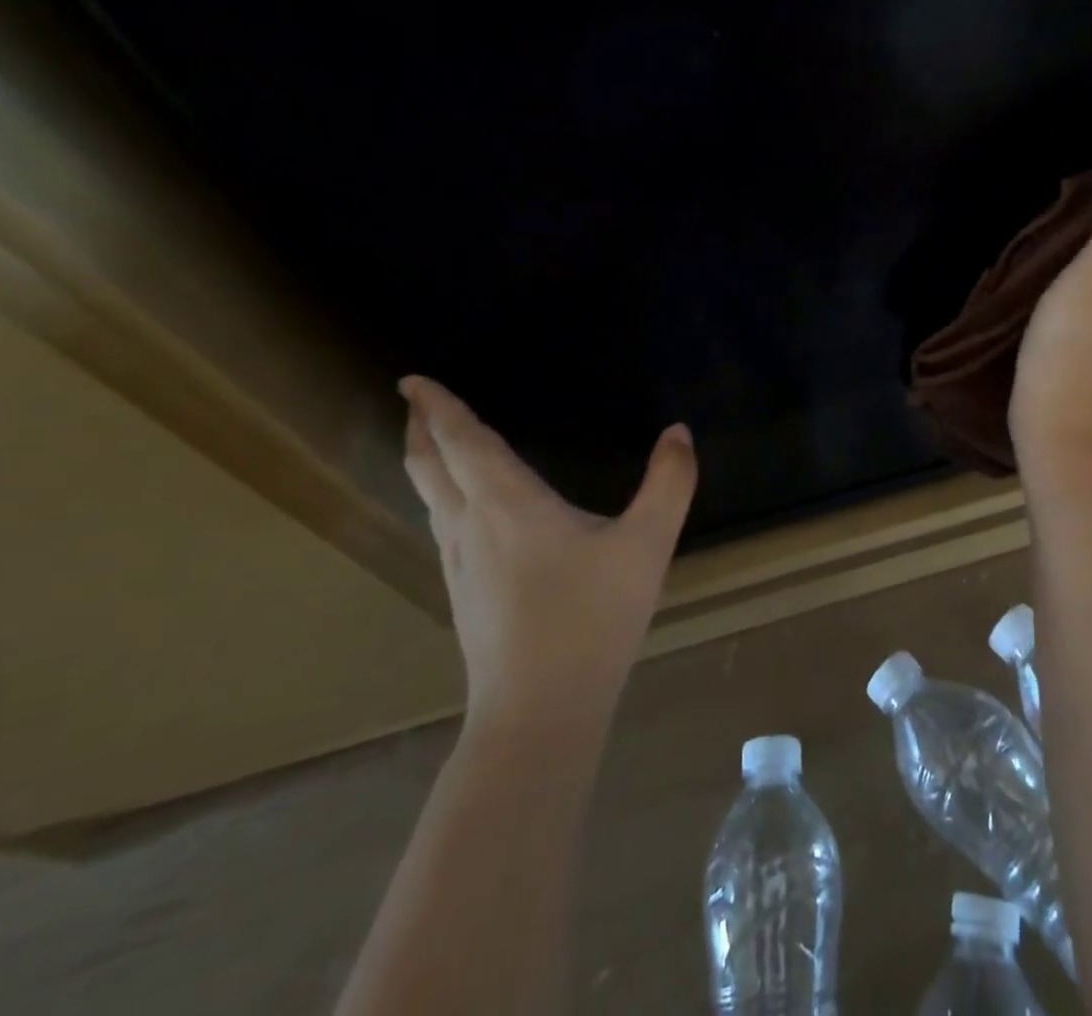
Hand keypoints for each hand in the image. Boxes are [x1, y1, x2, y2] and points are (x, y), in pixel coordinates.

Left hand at [399, 376, 696, 733]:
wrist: (538, 713)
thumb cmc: (592, 619)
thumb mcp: (647, 545)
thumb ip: (669, 484)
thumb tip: (679, 432)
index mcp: (508, 505)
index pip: (462, 442)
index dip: (438, 407)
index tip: (413, 379)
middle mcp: (471, 527)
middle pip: (429, 468)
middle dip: (420, 430)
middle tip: (414, 401)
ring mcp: (460, 565)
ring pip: (430, 500)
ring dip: (427, 464)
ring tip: (434, 445)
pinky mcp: (464, 594)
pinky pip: (442, 526)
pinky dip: (442, 497)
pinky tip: (465, 512)